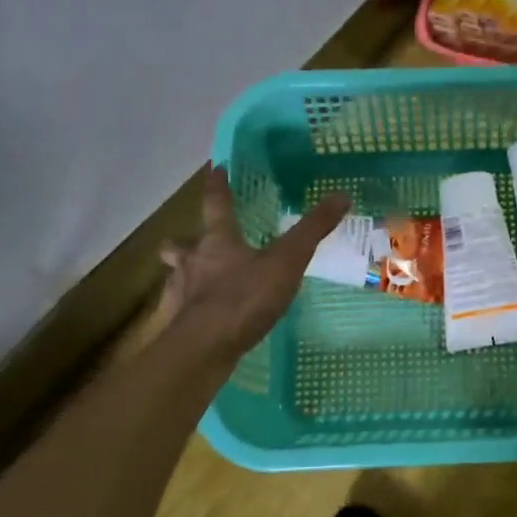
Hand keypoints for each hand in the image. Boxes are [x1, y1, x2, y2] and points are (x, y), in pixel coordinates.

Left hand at [135, 166, 348, 363]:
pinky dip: (188, 311)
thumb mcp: (287, 261)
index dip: (218, 186)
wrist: (204, 347)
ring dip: (183, 276)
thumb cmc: (244, 297)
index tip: (215, 168)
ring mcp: (180, 294)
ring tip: (196, 283)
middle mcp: (192, 262)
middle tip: (190, 244)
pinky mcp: (178, 325)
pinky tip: (200, 320)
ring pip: (175, 278)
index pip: (216, 204)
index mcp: (218, 241)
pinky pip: (180, 312)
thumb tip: (341, 195)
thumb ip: (312, 230)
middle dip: (183, 243)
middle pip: (180, 246)